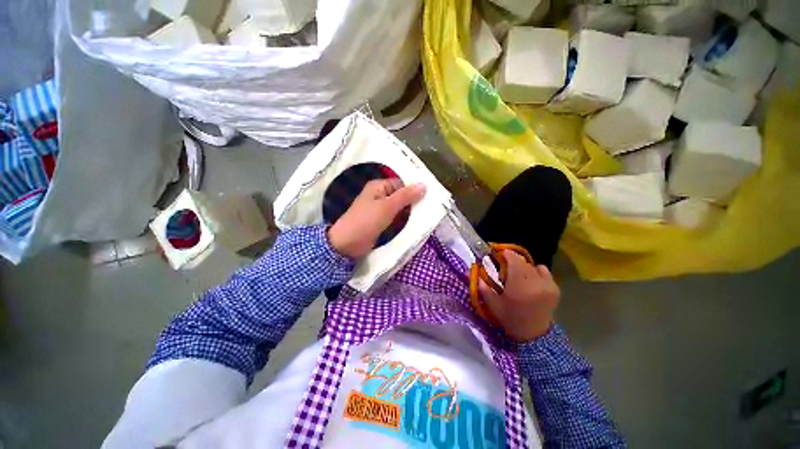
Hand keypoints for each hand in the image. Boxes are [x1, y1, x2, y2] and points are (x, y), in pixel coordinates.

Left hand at [328, 179, 425, 258]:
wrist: (347, 245)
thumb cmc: (365, 221)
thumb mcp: (387, 207)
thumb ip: (405, 196)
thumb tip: (424, 184)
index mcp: (378, 186)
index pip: (401, 183)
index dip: (414, 188)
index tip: (430, 195)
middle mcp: (379, 196)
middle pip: (401, 196)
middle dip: (414, 201)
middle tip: (431, 206)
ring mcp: (380, 210)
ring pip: (399, 208)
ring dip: (410, 212)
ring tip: (428, 215)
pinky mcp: (381, 222)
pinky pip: (395, 218)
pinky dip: (404, 220)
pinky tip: (416, 223)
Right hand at [478, 250, 559, 341]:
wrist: (533, 335)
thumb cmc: (510, 318)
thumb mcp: (492, 304)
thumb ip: (482, 287)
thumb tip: (472, 272)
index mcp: (519, 286)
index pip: (514, 260)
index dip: (506, 254)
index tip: (498, 254)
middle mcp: (535, 282)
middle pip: (522, 262)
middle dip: (512, 262)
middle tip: (504, 270)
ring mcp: (548, 284)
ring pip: (532, 265)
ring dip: (523, 267)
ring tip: (518, 277)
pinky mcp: (555, 288)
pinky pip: (543, 270)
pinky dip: (535, 272)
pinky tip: (530, 281)